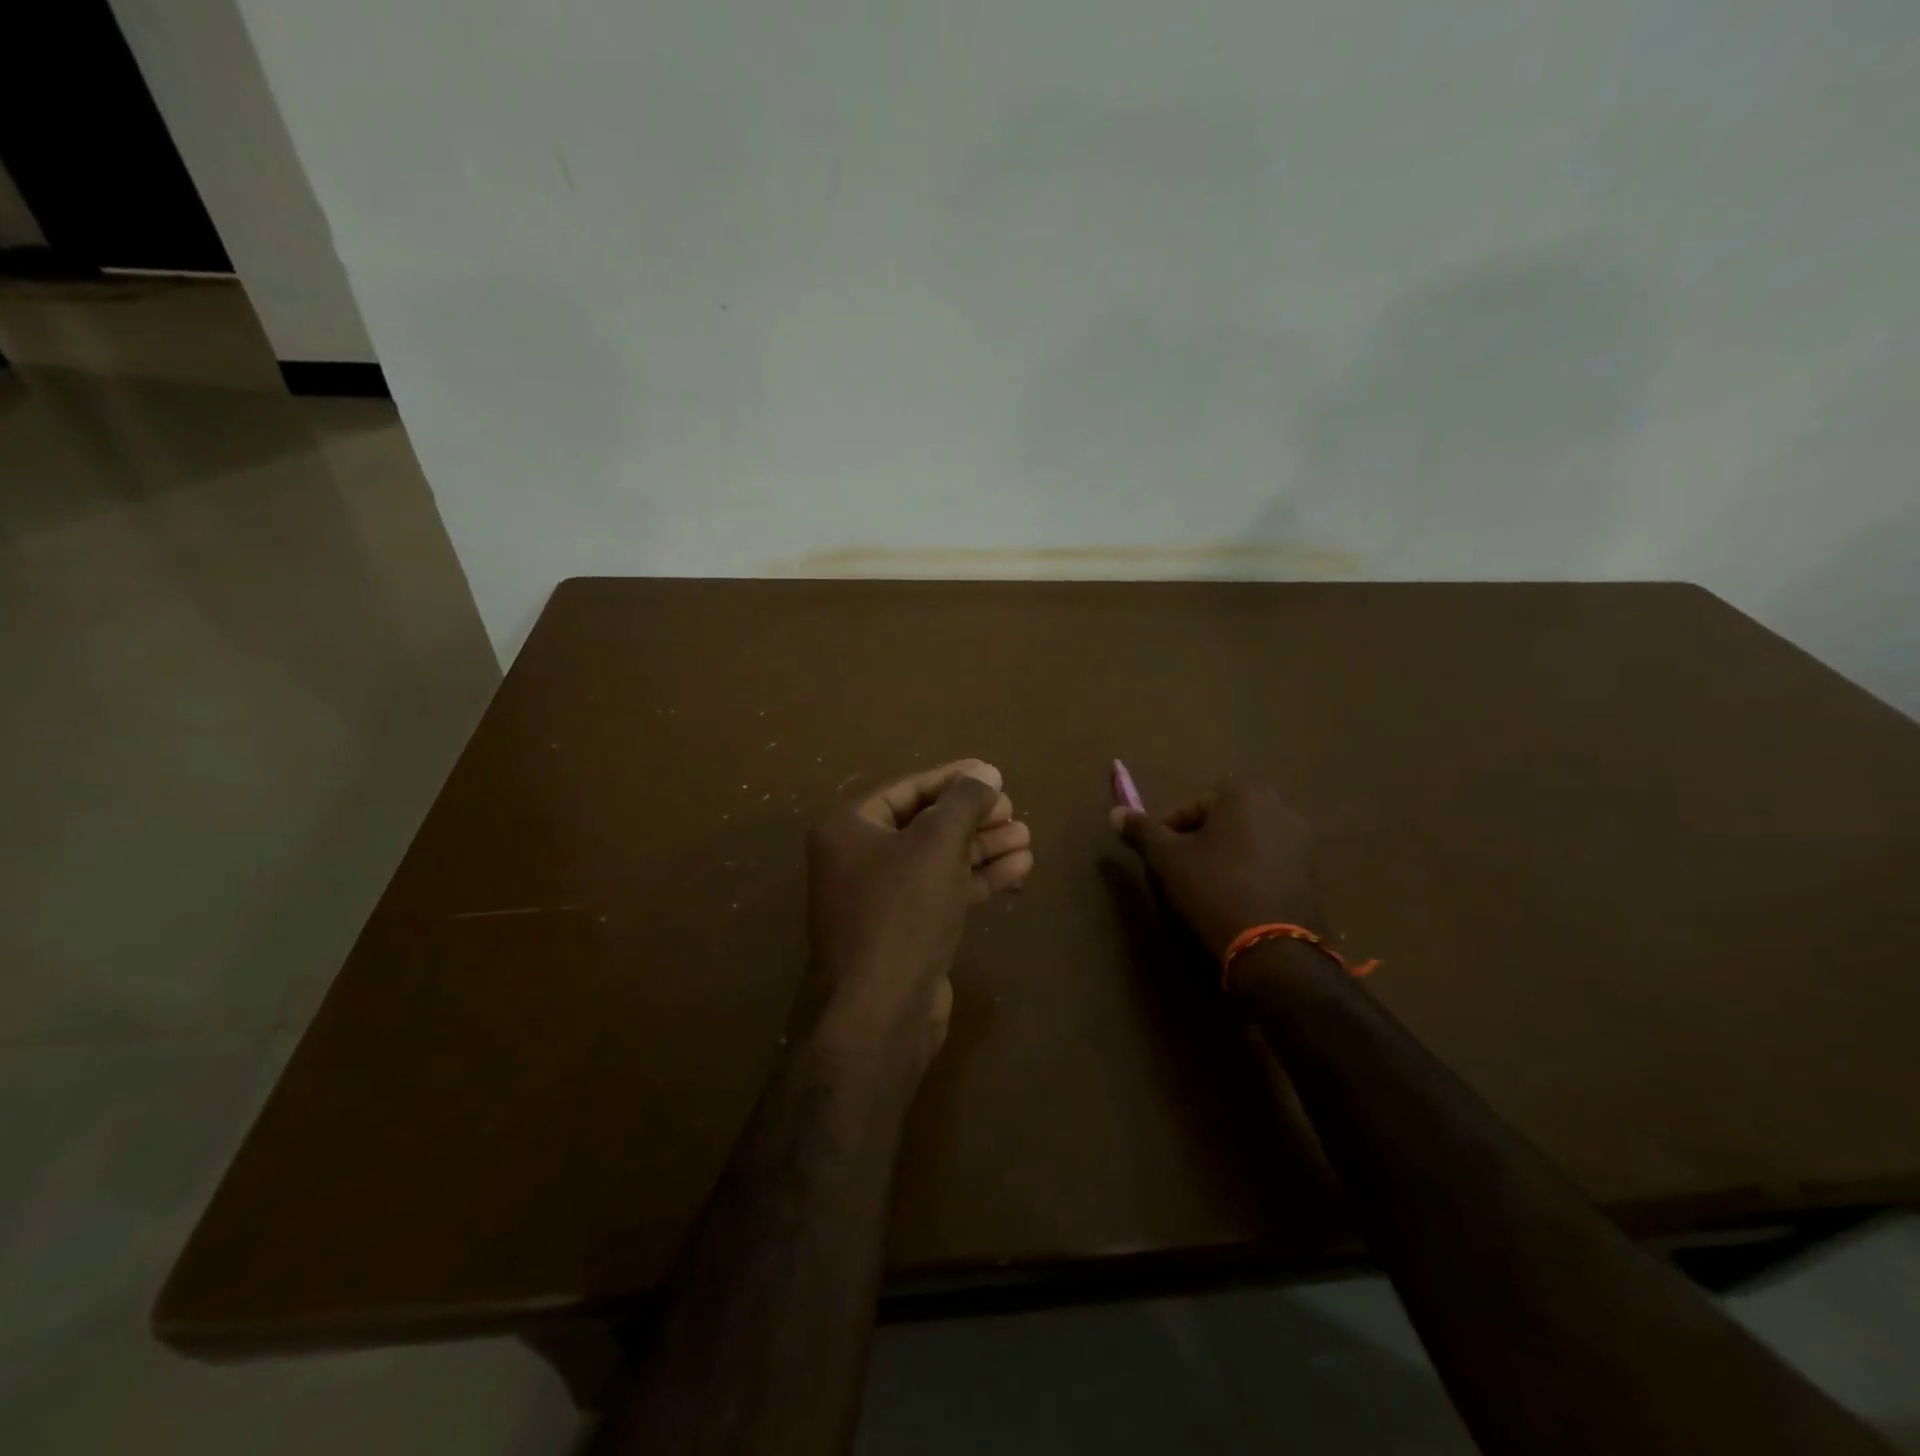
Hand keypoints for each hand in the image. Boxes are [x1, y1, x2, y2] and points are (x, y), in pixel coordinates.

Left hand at [802, 760, 1033, 1075]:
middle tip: (1013, 809)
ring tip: (1026, 835)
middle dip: (972, 816)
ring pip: (937, 859)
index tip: (993, 773)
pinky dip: (977, 878)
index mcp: (849, 827)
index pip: (907, 788)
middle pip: (924, 823)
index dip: (952, 779)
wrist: (879, 1013)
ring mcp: (880, 897)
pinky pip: (942, 891)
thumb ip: (963, 802)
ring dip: (982, 847)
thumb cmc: (901, 912)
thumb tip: (986, 772)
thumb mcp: (935, 845)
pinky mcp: (904, 930)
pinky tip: (1019, 867)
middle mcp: (858, 857)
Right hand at [1109, 781, 1324, 962]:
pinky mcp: (1314, 874)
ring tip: (1205, 890)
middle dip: (1199, 842)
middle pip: (1222, 822)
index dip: (1168, 831)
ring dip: (1225, 858)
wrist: (1274, 950)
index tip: (1157, 859)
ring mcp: (1303, 841)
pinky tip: (1235, 902)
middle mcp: (1280, 807)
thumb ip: (1141, 830)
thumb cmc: (1213, 890)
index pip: (1192, 806)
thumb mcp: (1165, 859)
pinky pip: (1270, 865)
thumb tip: (1116, 812)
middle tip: (1179, 873)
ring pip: (1247, 843)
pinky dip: (1250, 876)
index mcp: (1244, 794)